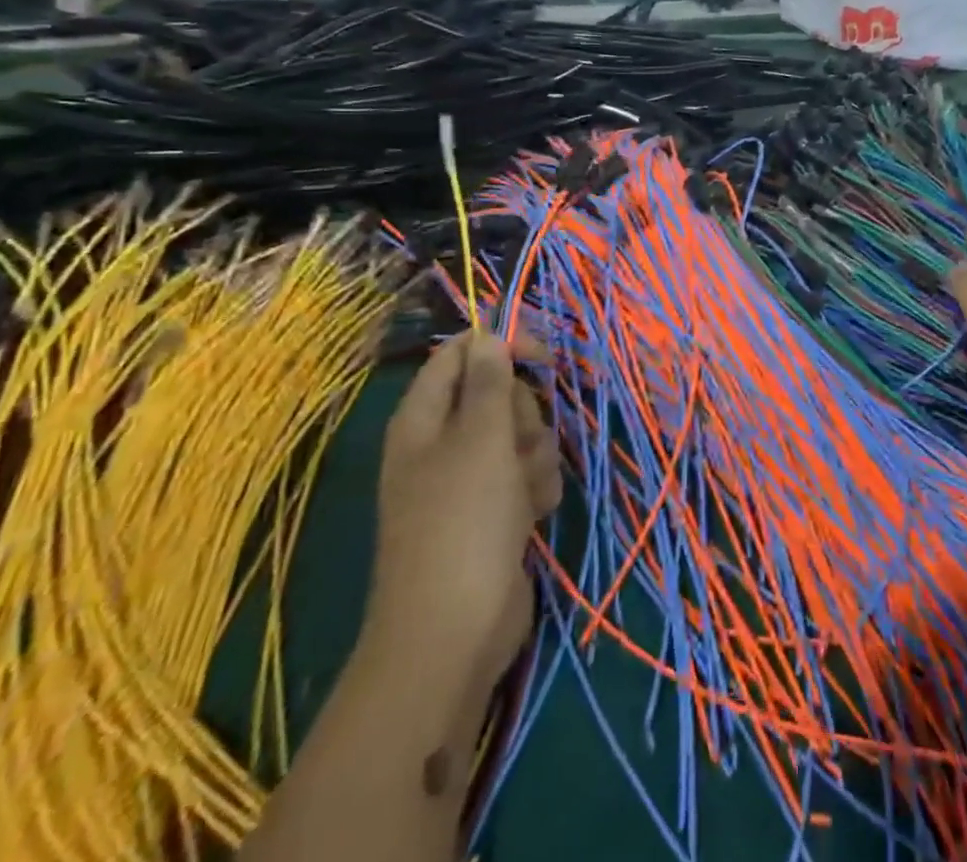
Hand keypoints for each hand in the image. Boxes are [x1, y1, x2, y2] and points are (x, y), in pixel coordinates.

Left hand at [364, 332, 561, 696]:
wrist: (454, 634)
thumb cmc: (463, 523)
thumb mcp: (481, 440)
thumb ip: (489, 382)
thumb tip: (487, 334)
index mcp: (423, 419)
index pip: (459, 355)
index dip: (501, 346)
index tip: (543, 355)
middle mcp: (443, 443)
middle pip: (497, 395)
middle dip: (523, 414)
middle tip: (520, 443)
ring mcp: (469, 480)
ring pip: (519, 436)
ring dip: (536, 456)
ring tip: (527, 491)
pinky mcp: (493, 511)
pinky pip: (525, 475)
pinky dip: (535, 488)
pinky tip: (535, 514)